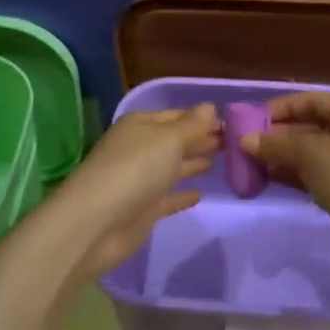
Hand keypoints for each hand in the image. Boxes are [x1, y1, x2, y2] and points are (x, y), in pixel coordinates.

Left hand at [51, 104, 221, 279]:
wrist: (96, 223)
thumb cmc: (134, 170)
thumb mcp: (168, 140)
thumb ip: (192, 126)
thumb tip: (210, 106)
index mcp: (141, 125)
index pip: (177, 116)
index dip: (202, 119)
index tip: (232, 124)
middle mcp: (140, 149)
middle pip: (176, 141)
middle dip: (201, 139)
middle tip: (234, 141)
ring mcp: (140, 180)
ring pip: (173, 167)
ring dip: (194, 163)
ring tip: (223, 159)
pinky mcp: (142, 209)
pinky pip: (168, 197)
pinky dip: (182, 195)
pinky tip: (201, 194)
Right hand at [241, 92, 329, 232]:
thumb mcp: (309, 153)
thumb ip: (276, 144)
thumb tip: (244, 140)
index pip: (313, 101)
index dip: (283, 107)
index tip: (255, 119)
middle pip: (312, 127)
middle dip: (279, 134)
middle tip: (249, 143)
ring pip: (312, 153)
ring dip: (284, 156)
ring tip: (253, 162)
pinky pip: (316, 174)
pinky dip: (294, 174)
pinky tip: (270, 178)